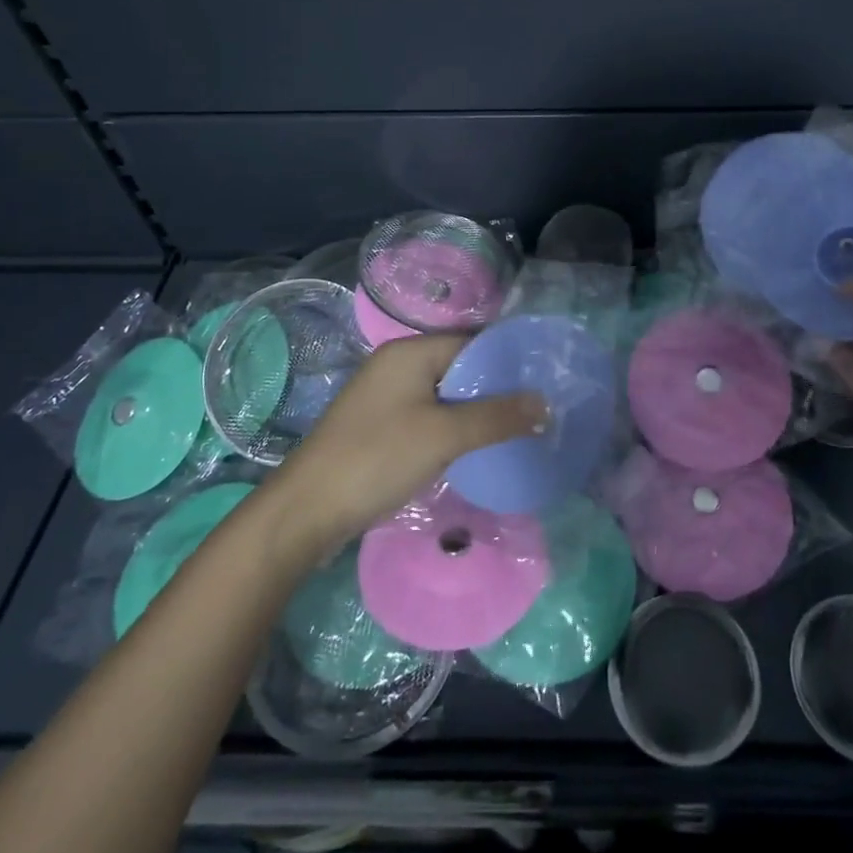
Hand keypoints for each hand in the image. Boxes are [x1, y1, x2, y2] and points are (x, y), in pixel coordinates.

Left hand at [275, 334, 544, 549]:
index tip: (546, 379)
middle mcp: (397, 365)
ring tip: (519, 426)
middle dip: (498, 386)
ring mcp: (386, 396)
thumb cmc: (377, 459)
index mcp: (409, 352)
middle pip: (460, 365)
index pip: (473, 341)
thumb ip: (497, 417)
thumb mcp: (444, 436)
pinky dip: (455, 425)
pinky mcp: (381, 425)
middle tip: (540, 407)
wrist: (305, 511)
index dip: (510, 359)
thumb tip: (546, 404)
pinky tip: (478, 445)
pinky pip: (430, 414)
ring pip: (446, 393)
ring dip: (478, 409)